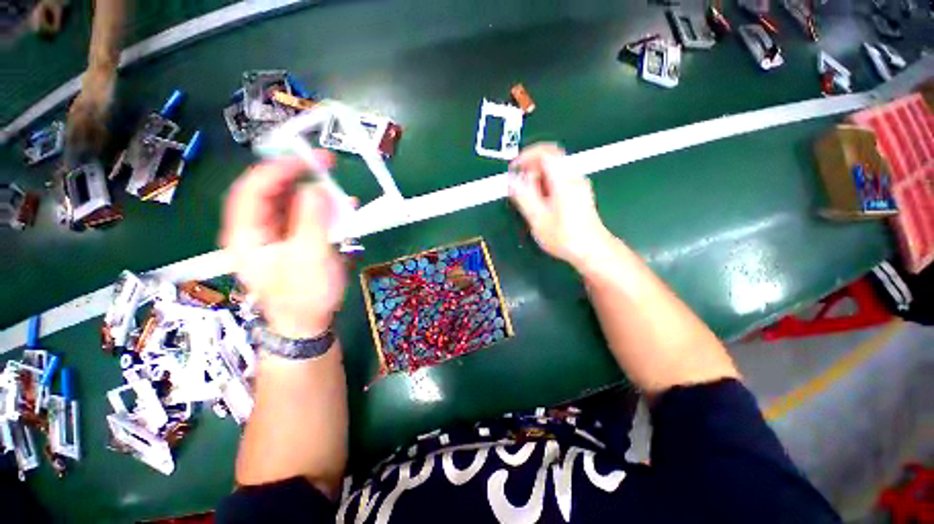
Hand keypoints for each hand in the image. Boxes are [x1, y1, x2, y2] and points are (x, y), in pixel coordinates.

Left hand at [220, 154, 345, 338]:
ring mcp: (277, 234)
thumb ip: (313, 221)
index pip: (252, 188)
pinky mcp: (295, 239)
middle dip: (299, 176)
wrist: (308, 322)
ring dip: (316, 194)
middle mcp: (258, 229)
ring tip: (340, 193)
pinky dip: (325, 210)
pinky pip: (307, 216)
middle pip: (272, 191)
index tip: (307, 159)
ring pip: (292, 203)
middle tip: (327, 165)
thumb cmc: (304, 295)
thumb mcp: (310, 257)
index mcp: (247, 233)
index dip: (277, 168)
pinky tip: (343, 209)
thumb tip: (317, 188)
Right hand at [508, 143, 611, 268]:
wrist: (591, 250)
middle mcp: (573, 178)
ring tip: (530, 200)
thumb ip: (524, 197)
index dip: (526, 155)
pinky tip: (541, 204)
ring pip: (553, 170)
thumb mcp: (538, 219)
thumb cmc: (566, 237)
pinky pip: (558, 180)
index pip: (545, 152)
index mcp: (564, 181)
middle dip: (530, 170)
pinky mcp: (578, 193)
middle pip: (549, 159)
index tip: (514, 168)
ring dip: (537, 179)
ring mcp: (578, 185)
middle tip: (520, 188)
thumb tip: (512, 181)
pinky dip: (545, 186)